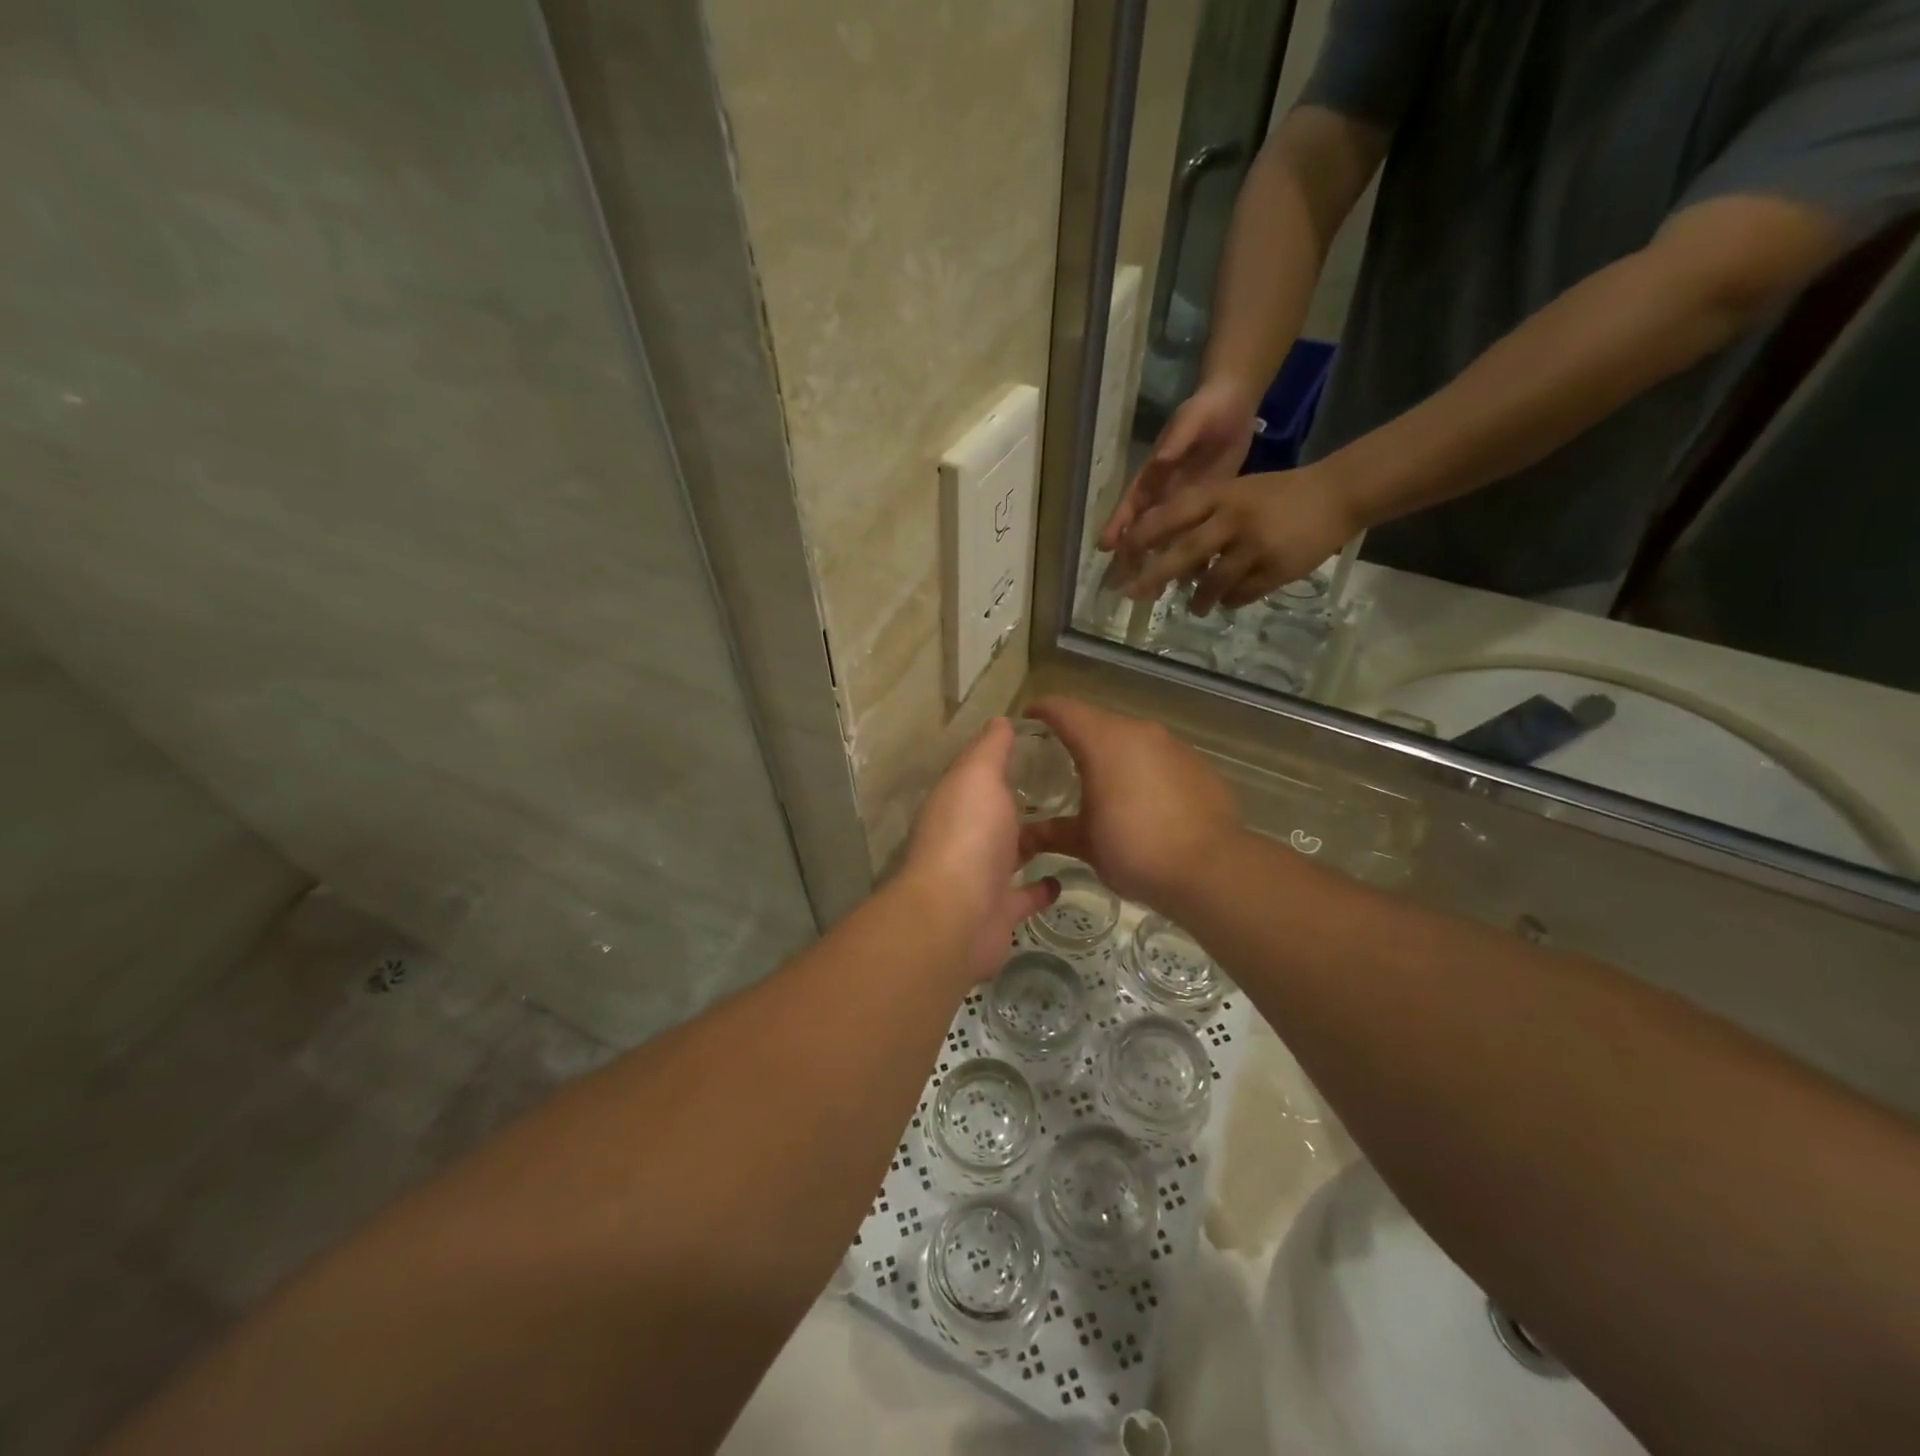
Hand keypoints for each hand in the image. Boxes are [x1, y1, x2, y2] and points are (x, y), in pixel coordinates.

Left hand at [902, 718, 1058, 981]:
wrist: (957, 916)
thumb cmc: (968, 835)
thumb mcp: (978, 776)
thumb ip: (990, 749)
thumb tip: (1000, 719)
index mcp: (957, 801)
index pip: (979, 774)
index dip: (1003, 759)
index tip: (1041, 746)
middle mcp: (966, 836)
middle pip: (996, 814)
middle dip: (1022, 802)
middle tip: (1068, 785)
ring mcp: (981, 877)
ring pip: (1011, 853)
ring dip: (1035, 842)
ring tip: (1076, 826)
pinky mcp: (1000, 911)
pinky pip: (1025, 895)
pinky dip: (1043, 887)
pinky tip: (1066, 877)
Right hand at [1018, 698, 1242, 916]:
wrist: (1211, 869)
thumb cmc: (1135, 849)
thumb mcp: (1085, 844)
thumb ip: (1052, 832)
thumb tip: (1022, 836)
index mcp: (1104, 741)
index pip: (1064, 709)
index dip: (1041, 711)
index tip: (1027, 721)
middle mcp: (1139, 732)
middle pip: (1099, 721)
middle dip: (1077, 736)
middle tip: (1058, 760)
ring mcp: (1174, 746)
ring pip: (1132, 739)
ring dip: (1113, 753)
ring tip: (1101, 782)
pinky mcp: (1199, 765)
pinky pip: (1160, 758)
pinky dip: (1144, 769)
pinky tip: (1142, 800)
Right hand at [1098, 378, 1259, 577]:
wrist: (1234, 404)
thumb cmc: (1206, 409)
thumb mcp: (1191, 420)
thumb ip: (1176, 440)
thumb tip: (1160, 460)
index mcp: (1154, 476)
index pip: (1131, 505)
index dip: (1117, 526)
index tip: (1105, 548)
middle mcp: (1164, 495)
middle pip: (1143, 531)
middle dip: (1132, 558)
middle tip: (1124, 586)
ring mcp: (1185, 505)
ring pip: (1167, 540)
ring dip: (1159, 565)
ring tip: (1153, 594)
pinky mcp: (1207, 509)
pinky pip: (1195, 538)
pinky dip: (1193, 558)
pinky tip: (1194, 581)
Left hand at [1117, 463, 1357, 613]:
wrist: (1337, 495)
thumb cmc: (1277, 494)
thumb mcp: (1237, 491)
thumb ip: (1201, 515)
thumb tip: (1162, 546)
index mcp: (1222, 495)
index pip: (1173, 514)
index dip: (1144, 535)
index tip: (1121, 554)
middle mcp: (1235, 520)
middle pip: (1186, 553)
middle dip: (1156, 576)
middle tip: (1135, 594)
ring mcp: (1256, 547)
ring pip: (1213, 582)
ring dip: (1198, 599)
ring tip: (1192, 608)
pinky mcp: (1276, 570)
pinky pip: (1241, 594)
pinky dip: (1230, 601)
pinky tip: (1227, 602)